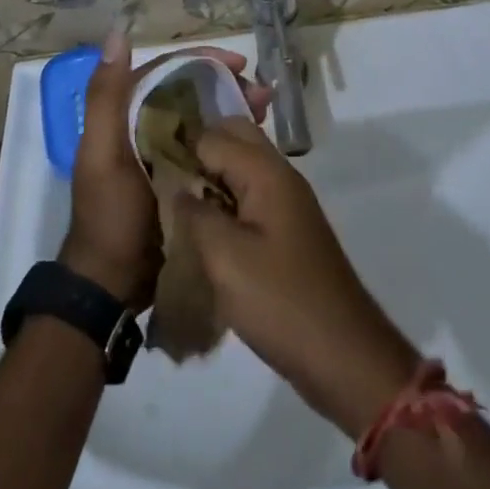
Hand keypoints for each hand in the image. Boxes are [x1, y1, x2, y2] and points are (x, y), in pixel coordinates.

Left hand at [61, 37, 271, 310]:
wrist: (111, 284)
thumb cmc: (109, 213)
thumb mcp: (101, 152)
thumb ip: (106, 96)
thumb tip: (118, 33)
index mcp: (126, 113)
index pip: (168, 72)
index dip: (204, 62)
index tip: (241, 64)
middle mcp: (144, 126)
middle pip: (191, 93)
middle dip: (227, 86)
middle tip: (263, 95)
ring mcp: (164, 154)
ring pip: (204, 119)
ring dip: (233, 111)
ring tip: (266, 113)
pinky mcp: (182, 180)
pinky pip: (210, 149)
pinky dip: (231, 141)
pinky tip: (255, 143)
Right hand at [174, 120, 420, 436]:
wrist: (343, 353)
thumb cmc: (281, 302)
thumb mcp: (226, 260)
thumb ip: (195, 215)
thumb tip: (176, 186)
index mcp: (266, 172)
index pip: (213, 135)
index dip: (179, 145)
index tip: (146, 162)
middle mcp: (280, 175)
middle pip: (233, 139)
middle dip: (197, 152)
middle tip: (161, 180)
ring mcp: (287, 201)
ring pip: (242, 167)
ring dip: (211, 177)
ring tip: (175, 204)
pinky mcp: (288, 229)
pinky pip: (251, 195)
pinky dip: (226, 201)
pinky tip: (204, 229)